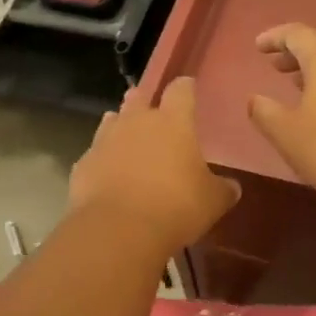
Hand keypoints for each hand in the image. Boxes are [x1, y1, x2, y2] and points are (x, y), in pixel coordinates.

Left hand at [69, 78, 239, 255]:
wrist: (118, 229)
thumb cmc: (175, 206)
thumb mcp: (212, 201)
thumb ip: (222, 189)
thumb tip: (231, 186)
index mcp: (172, 122)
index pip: (180, 90)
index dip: (185, 87)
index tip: (188, 87)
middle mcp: (136, 122)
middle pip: (138, 98)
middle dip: (144, 100)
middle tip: (151, 109)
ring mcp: (105, 141)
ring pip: (112, 121)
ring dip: (120, 126)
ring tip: (127, 137)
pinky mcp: (83, 164)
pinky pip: (95, 154)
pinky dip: (103, 160)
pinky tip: (108, 175)